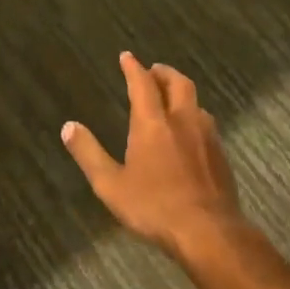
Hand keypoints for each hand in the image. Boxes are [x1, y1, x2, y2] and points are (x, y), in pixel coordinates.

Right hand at [61, 54, 246, 259]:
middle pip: (178, 83)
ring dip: (182, 94)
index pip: (142, 84)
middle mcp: (182, 120)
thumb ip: (89, 154)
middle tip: (153, 70)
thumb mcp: (111, 185)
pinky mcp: (220, 154)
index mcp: (153, 124)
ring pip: (196, 102)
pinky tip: (191, 133)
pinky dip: (194, 116)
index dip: (133, 67)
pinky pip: (207, 123)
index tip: (127, 57)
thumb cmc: (154, 207)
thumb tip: (68, 126)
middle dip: (164, 72)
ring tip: (172, 100)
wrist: (208, 231)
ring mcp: (206, 136)